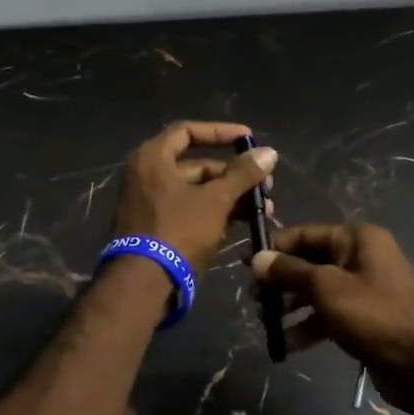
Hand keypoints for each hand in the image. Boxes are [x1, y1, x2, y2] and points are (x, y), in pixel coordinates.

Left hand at [111, 120, 277, 271]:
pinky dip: (214, 213)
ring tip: (262, 208)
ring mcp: (149, 203)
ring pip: (196, 191)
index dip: (220, 132)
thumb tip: (269, 152)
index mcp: (152, 158)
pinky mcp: (156, 228)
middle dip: (233, 175)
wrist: (144, 282)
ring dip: (229, 197)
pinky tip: (243, 222)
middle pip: (196, 165)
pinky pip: (189, 211)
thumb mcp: (215, 200)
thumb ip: (243, 174)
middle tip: (264, 184)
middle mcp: (146, 175)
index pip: (188, 132)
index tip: (249, 139)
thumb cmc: (178, 230)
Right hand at [251, 223, 413, 414]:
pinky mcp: (366, 319)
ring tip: (265, 323)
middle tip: (252, 299)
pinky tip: (287, 345)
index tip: (245, 265)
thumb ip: (289, 272)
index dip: (275, 248)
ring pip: (317, 292)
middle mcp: (361, 258)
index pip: (305, 234)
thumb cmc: (375, 314)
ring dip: (291, 307)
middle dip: (280, 281)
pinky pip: (329, 316)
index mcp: (357, 239)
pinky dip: (309, 327)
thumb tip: (258, 258)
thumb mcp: (326, 288)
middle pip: (310, 263)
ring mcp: (365, 290)